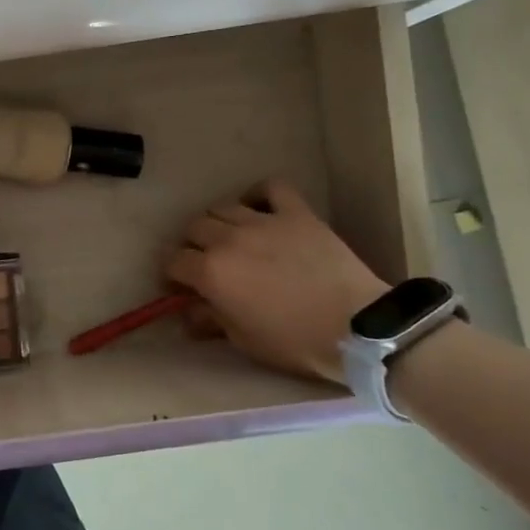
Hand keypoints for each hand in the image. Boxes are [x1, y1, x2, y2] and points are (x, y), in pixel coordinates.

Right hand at [166, 179, 386, 384]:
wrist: (355, 328)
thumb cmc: (294, 341)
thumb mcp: (243, 340)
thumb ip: (210, 319)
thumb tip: (188, 311)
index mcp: (211, 272)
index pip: (174, 261)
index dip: (174, 274)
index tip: (183, 285)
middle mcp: (228, 239)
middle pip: (194, 228)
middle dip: (193, 245)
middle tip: (207, 262)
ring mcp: (262, 221)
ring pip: (222, 206)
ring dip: (219, 222)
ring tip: (232, 237)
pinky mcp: (295, 213)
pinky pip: (269, 188)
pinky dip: (259, 195)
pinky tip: (259, 209)